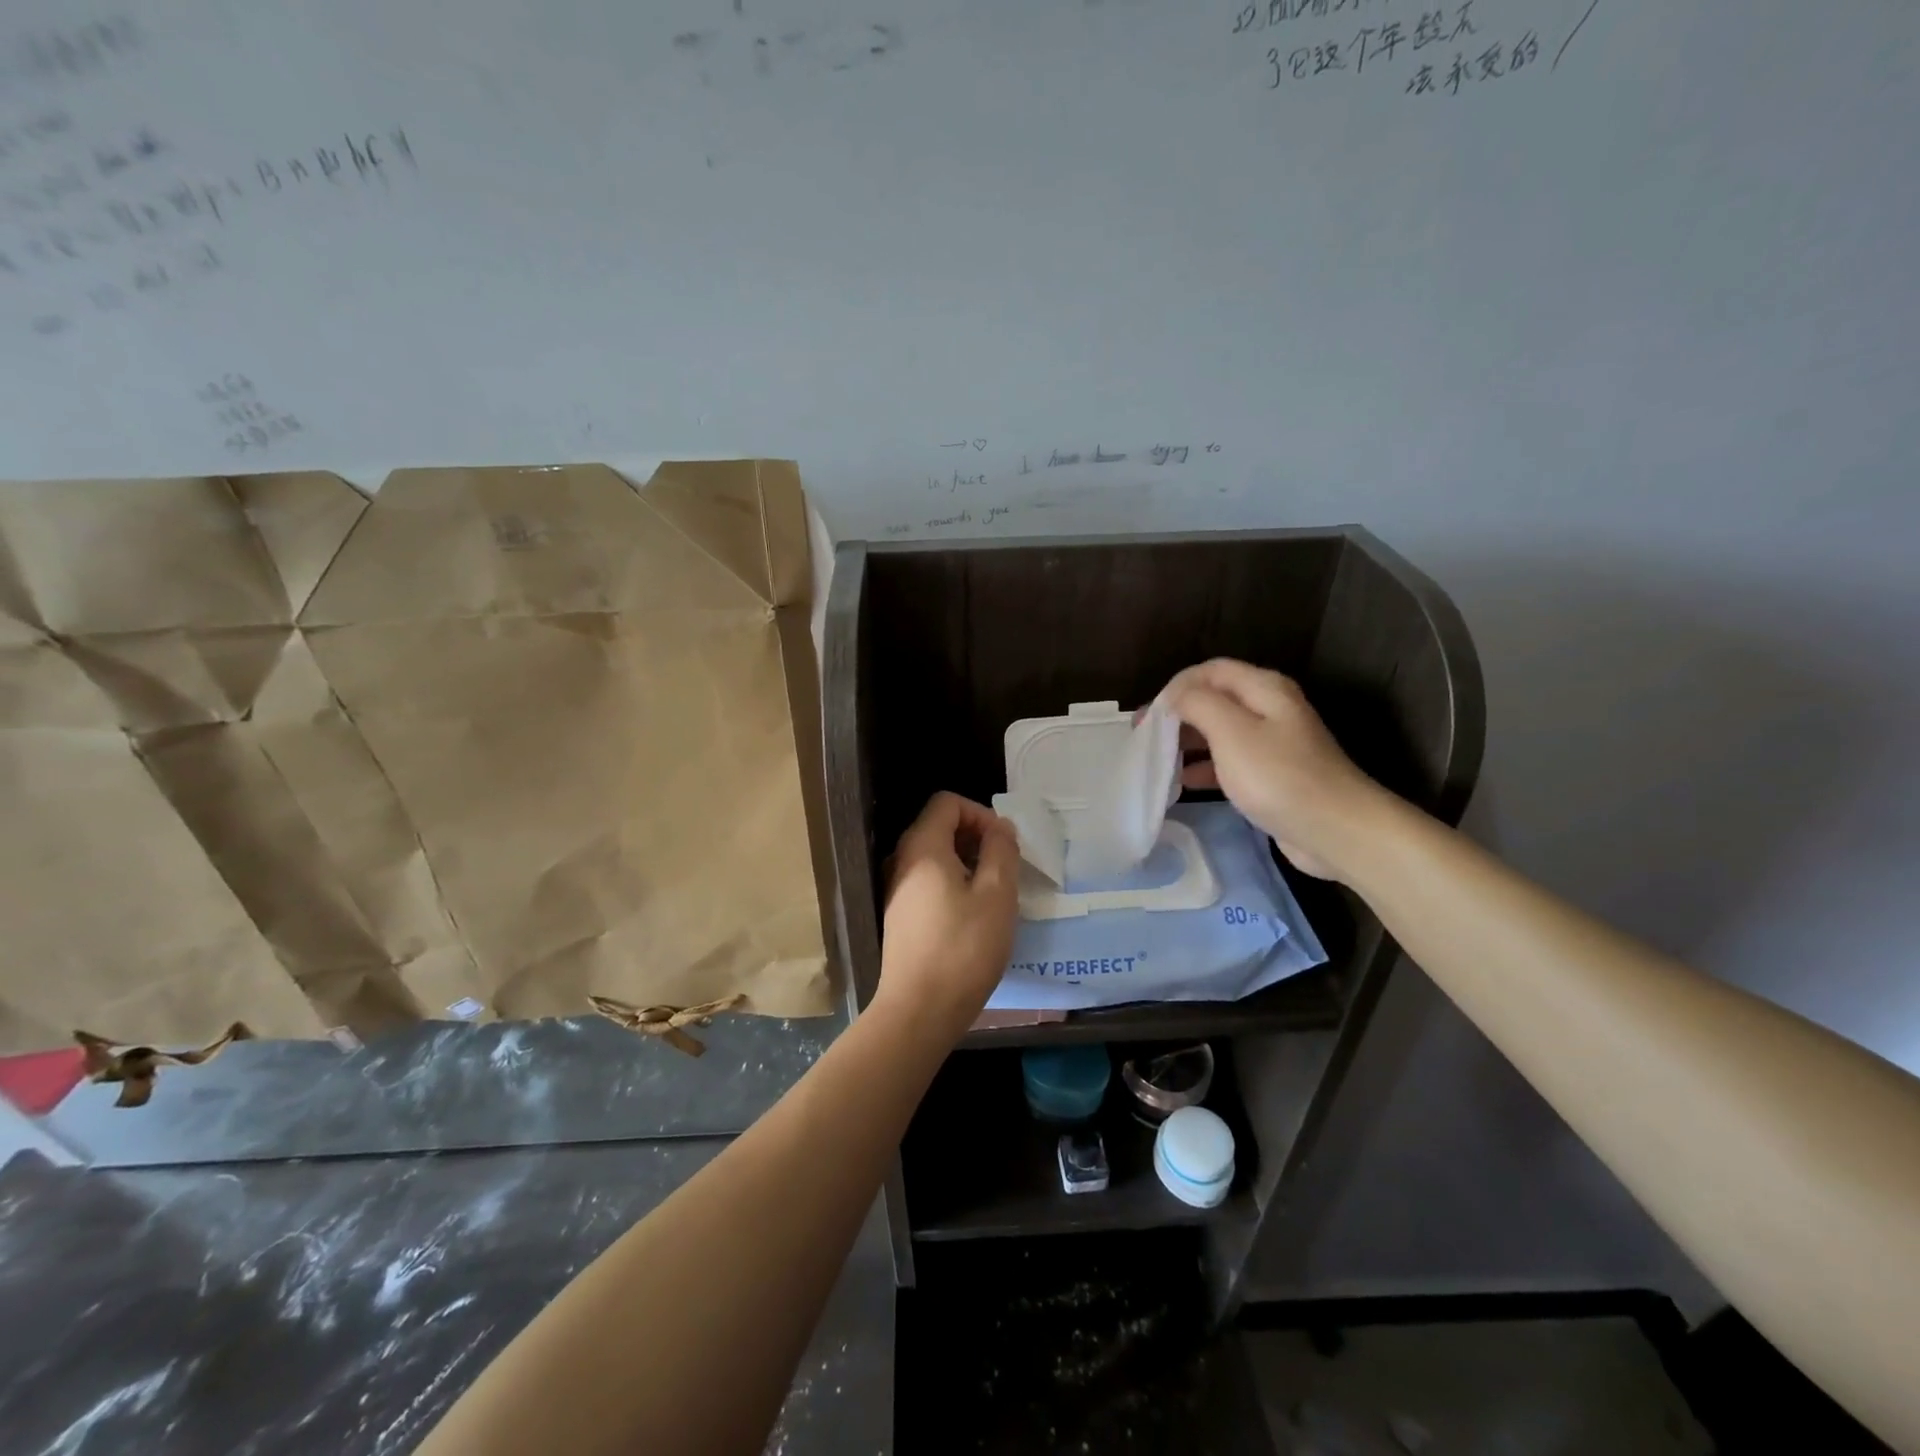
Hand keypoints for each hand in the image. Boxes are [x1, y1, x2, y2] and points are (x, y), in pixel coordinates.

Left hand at [877, 792, 1019, 1042]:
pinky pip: (929, 881)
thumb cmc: (963, 948)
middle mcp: (902, 860)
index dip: (980, 813)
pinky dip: (954, 884)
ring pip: (936, 856)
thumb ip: (1001, 851)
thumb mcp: (996, 895)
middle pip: (940, 826)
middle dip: (977, 838)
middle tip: (1005, 869)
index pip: (947, 802)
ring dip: (968, 863)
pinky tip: (973, 916)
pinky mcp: (900, 915)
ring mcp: (897, 889)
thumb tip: (1000, 827)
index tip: (1003, 844)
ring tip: (994, 894)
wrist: (919, 1010)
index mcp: (922, 847)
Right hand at [1163, 658, 1385, 881]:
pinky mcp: (1274, 777)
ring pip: (1220, 733)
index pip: (1210, 670)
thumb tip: (1174, 695)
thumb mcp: (1231, 731)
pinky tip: (1183, 786)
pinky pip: (1231, 763)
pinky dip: (1205, 769)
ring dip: (1188, 743)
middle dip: (1178, 715)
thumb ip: (1197, 704)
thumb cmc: (1278, 776)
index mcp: (1264, 689)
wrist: (1335, 830)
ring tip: (1157, 762)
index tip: (1148, 716)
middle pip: (1215, 700)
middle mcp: (1270, 709)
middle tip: (1144, 739)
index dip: (1176, 686)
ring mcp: (1274, 745)